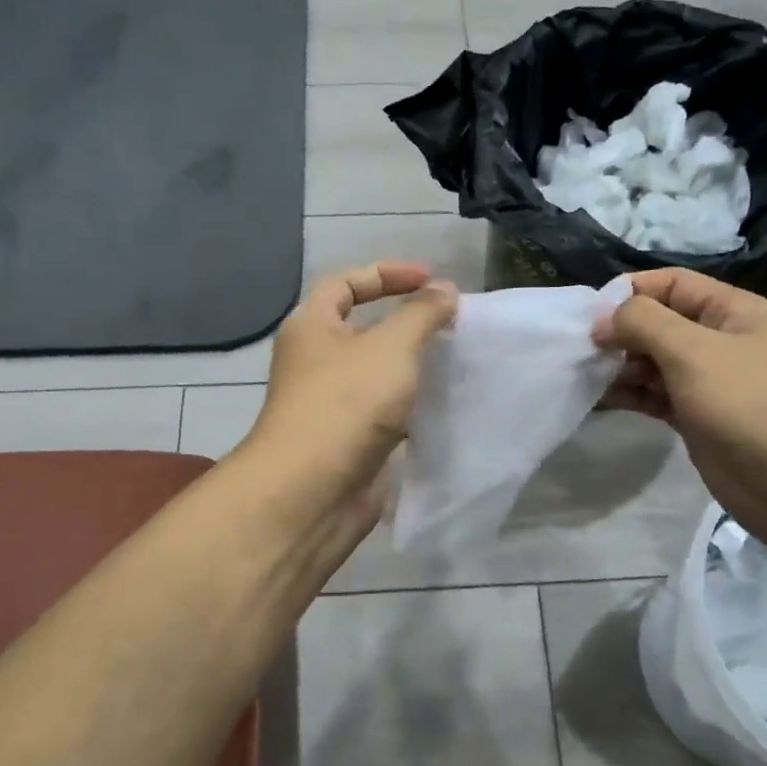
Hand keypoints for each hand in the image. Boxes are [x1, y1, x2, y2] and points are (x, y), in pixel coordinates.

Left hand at [243, 262, 457, 529]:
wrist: (313, 491)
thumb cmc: (347, 403)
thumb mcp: (391, 346)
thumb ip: (422, 313)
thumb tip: (444, 290)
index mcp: (311, 327)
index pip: (345, 283)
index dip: (387, 274)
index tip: (431, 281)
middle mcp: (316, 362)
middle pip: (362, 329)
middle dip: (405, 323)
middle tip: (449, 324)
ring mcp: (331, 404)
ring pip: (376, 374)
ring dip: (411, 367)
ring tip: (454, 361)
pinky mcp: (350, 441)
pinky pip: (384, 412)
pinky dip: (411, 406)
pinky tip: (443, 405)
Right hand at [593, 268, 766, 544]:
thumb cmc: (748, 404)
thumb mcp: (693, 351)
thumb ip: (644, 323)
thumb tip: (603, 319)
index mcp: (733, 311)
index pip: (673, 284)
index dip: (631, 291)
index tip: (590, 313)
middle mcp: (721, 340)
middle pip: (660, 322)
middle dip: (621, 331)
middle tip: (583, 349)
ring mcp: (709, 381)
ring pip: (654, 361)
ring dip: (621, 365)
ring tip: (586, 374)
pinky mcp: (696, 417)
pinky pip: (655, 395)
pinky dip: (630, 394)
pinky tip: (601, 398)